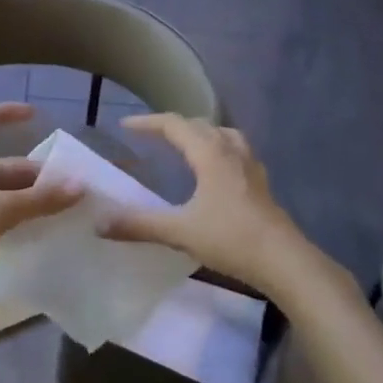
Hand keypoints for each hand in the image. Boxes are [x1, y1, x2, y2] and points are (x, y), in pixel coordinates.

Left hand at [0, 104, 82, 318]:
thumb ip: (40, 199)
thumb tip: (80, 187)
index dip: (5, 112)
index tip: (34, 116)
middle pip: (3, 165)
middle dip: (35, 174)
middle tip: (70, 187)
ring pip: (2, 195)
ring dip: (29, 200)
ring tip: (63, 210)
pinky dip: (17, 223)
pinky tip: (41, 234)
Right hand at [97, 115, 312, 296]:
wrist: (283, 260)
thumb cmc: (230, 239)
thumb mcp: (179, 232)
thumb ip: (139, 225)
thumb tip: (99, 223)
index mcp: (209, 153)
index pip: (174, 125)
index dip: (148, 123)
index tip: (125, 126)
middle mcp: (230, 150)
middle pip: (199, 124)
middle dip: (172, 125)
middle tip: (150, 135)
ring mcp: (249, 164)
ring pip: (222, 133)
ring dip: (200, 132)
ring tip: (186, 143)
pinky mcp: (260, 181)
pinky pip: (236, 149)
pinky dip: (219, 147)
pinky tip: (217, 168)